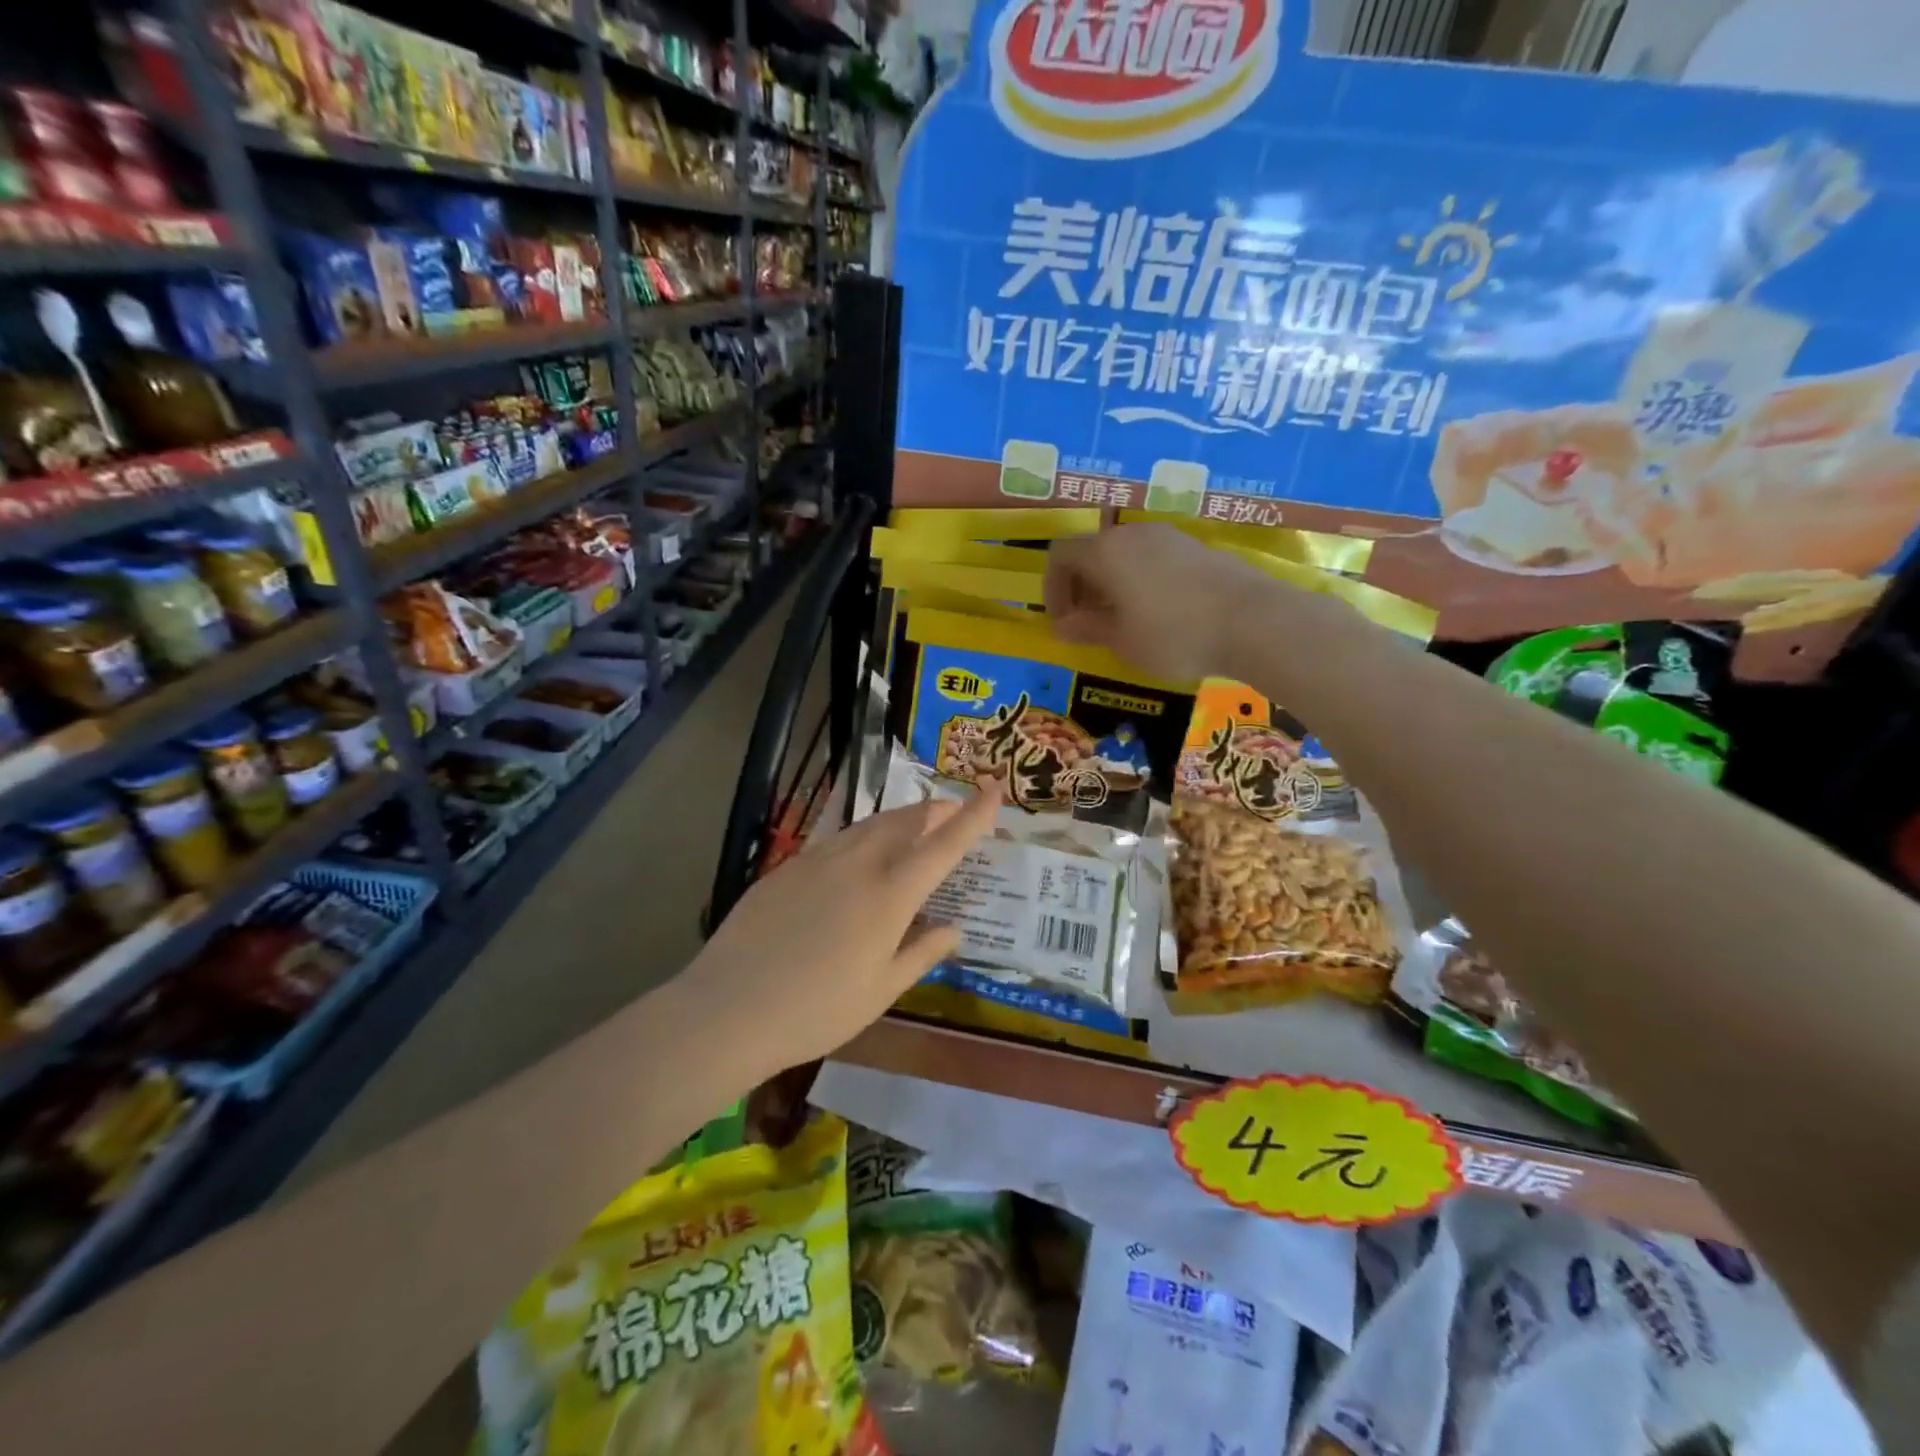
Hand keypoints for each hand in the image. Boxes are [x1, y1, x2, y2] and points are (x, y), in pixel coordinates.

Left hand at [692, 787, 998, 1073]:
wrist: (728, 1008)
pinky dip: (862, 837)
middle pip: (906, 821)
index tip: (993, 791)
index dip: (973, 816)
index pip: (943, 844)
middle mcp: (858, 863)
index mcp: (890, 893)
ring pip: (869, 825)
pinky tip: (858, 855)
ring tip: (913, 824)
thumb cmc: (817, 1009)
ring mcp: (818, 860)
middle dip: (935, 810)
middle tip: (952, 809)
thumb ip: (922, 953)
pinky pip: (837, 840)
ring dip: (899, 818)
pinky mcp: (788, 867)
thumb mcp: (881, 990)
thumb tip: (953, 928)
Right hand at [1045, 524, 1273, 681]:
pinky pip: (1152, 559)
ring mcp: (1168, 537)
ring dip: (1112, 584)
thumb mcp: (1122, 640)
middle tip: (1089, 624)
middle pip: (1092, 550)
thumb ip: (1087, 629)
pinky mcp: (1195, 547)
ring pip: (1124, 554)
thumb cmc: (1173, 634)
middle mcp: (1132, 534)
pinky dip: (1140, 581)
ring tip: (1123, 621)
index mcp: (1105, 552)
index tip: (1063, 621)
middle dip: (1082, 587)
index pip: (1060, 555)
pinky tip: (1159, 613)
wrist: (1252, 621)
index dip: (1052, 588)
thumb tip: (1063, 626)